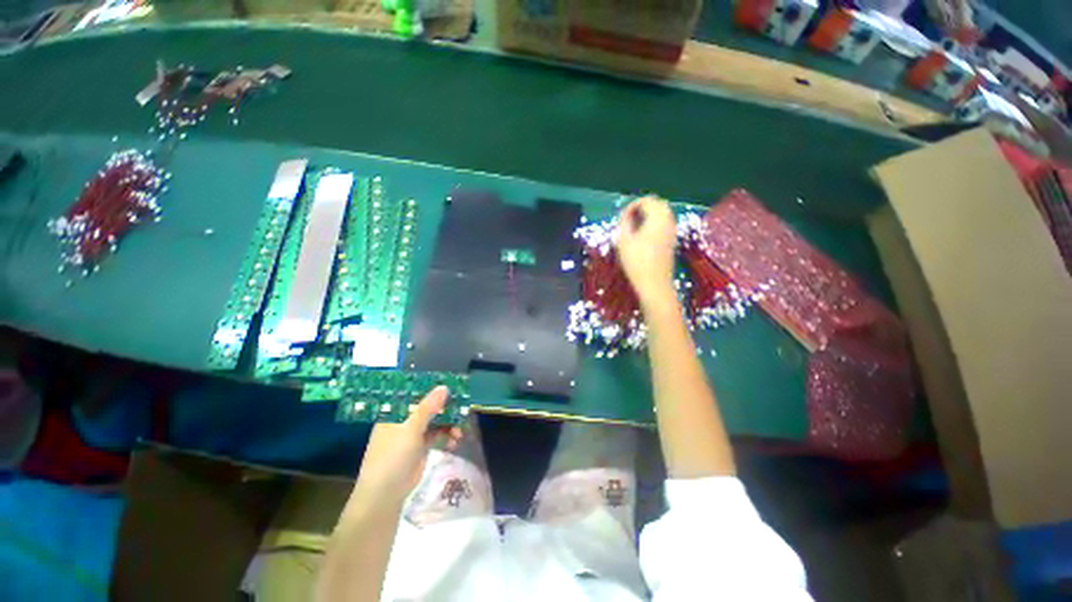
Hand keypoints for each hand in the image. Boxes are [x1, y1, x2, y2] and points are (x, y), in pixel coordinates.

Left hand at [351, 386, 461, 505]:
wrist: (385, 494)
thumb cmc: (393, 456)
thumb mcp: (411, 429)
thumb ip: (428, 407)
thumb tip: (444, 387)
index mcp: (396, 413)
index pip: (417, 396)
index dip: (434, 392)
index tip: (453, 389)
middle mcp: (404, 421)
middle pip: (429, 409)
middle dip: (446, 410)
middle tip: (463, 410)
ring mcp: (412, 434)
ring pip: (435, 422)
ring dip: (449, 424)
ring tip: (460, 433)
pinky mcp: (420, 447)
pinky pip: (437, 435)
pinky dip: (446, 436)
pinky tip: (455, 442)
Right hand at [616, 196, 677, 307]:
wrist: (654, 284)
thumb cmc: (636, 261)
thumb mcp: (624, 240)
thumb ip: (624, 222)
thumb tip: (626, 214)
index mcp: (658, 217)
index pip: (647, 200)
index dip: (633, 205)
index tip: (622, 216)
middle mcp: (669, 220)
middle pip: (657, 204)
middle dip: (642, 207)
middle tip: (628, 218)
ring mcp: (672, 231)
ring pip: (662, 214)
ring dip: (648, 216)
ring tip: (633, 227)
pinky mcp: (672, 241)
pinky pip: (664, 224)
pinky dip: (653, 224)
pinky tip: (642, 236)